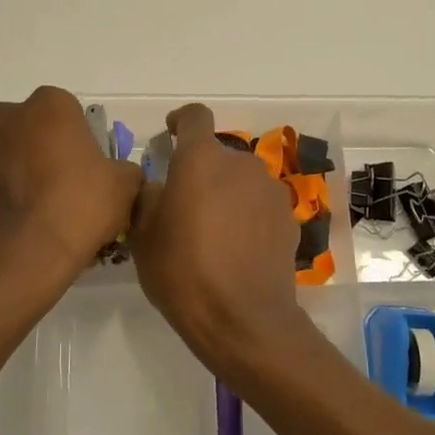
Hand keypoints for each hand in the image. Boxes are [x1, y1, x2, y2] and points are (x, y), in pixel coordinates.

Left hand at [0, 87, 141, 280]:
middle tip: (61, 187)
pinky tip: (11, 225)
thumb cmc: (79, 208)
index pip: (66, 110)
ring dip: (14, 172)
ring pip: (0, 154)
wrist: (23, 258)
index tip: (87, 167)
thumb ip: (124, 170)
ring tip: (34, 211)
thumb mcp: (125, 187)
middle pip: (29, 128)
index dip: (78, 138)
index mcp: (48, 106)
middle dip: (41, 149)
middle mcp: (5, 117)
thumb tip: (118, 175)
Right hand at [131, 103, 302, 365]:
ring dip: (227, 193)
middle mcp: (241, 164)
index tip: (170, 134)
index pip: (195, 116)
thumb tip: (159, 186)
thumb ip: (149, 198)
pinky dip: (248, 215)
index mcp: (201, 160)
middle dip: (201, 170)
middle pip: (218, 154)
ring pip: (242, 180)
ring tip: (212, 230)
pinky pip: (261, 205)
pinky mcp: (289, 218)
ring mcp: (270, 191)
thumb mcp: (144, 237)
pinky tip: (237, 247)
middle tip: (184, 203)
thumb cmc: (183, 273)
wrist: (243, 319)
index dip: (180, 120)